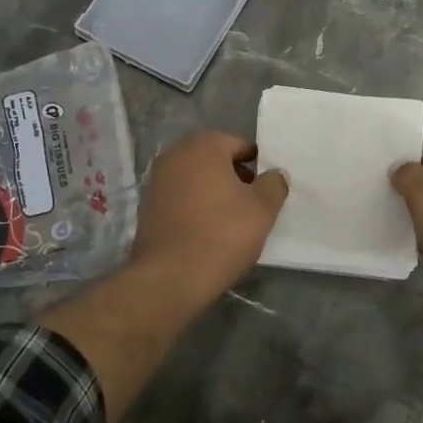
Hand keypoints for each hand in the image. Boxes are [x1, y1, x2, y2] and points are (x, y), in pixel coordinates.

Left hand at [130, 129, 289, 302]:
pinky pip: (180, 198)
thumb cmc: (221, 234)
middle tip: (253, 206)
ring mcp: (157, 179)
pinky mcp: (147, 206)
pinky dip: (195, 207)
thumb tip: (275, 174)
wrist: (170, 277)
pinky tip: (207, 231)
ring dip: (214, 193)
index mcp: (204, 145)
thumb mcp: (262, 209)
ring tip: (231, 222)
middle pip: (216, 160)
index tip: (267, 191)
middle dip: (235, 178)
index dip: (258, 167)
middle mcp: (175, 153)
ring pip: (197, 180)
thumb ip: (274, 184)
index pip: (241, 146)